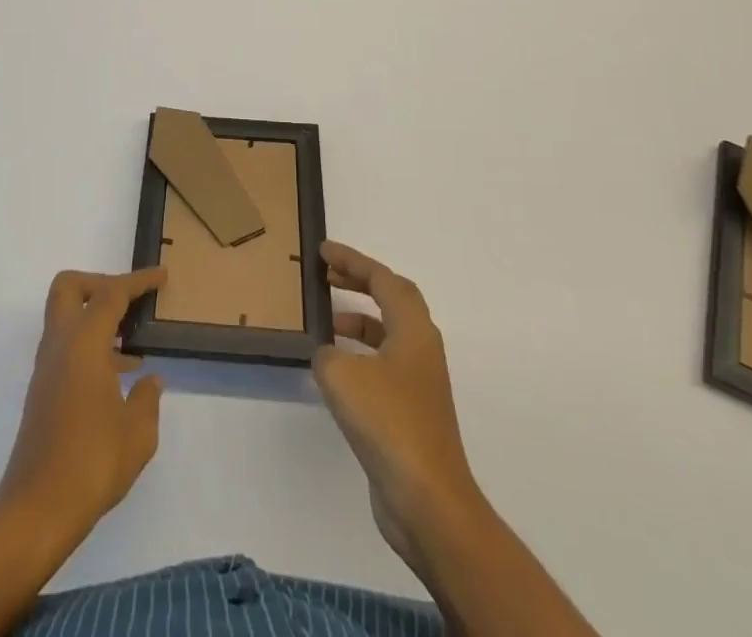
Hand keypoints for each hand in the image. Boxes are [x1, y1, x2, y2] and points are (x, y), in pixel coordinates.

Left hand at [0, 267, 167, 540]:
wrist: (36, 511)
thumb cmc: (92, 463)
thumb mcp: (137, 433)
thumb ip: (148, 399)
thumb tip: (149, 381)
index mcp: (84, 342)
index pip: (111, 293)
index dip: (138, 281)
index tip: (161, 276)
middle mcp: (60, 345)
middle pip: (70, 287)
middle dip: (100, 284)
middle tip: (130, 304)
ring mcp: (47, 368)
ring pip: (66, 318)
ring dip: (97, 319)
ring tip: (134, 344)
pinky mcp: (43, 392)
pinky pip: (67, 348)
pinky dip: (91, 347)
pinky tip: (118, 378)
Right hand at [312, 241, 486, 571]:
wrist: (428, 501)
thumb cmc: (389, 423)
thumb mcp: (342, 376)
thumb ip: (327, 353)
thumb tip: (329, 355)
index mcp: (413, 329)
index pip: (382, 278)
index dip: (352, 260)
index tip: (323, 250)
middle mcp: (422, 348)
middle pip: (393, 299)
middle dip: (360, 282)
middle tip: (327, 275)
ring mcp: (420, 382)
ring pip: (388, 333)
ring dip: (359, 320)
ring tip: (325, 322)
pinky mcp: (412, 412)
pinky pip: (383, 364)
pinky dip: (360, 355)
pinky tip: (335, 371)